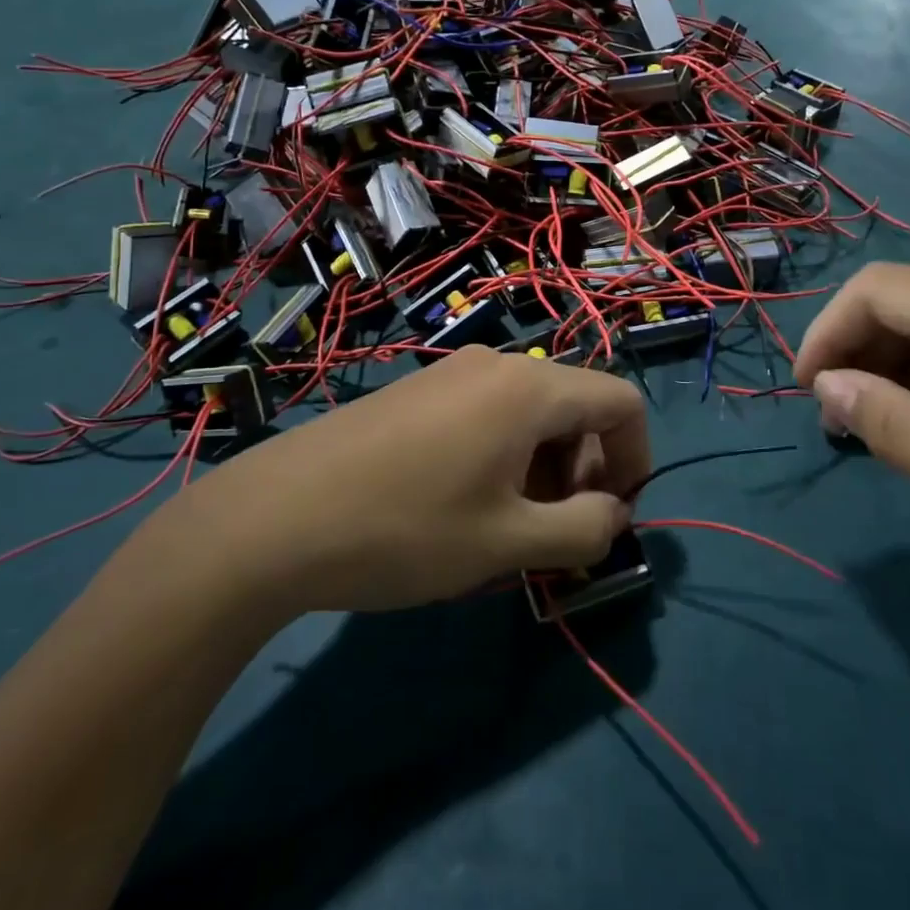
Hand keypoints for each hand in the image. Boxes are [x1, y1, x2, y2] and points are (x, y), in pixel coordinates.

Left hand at [174, 347, 647, 615]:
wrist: (273, 518)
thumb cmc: (405, 529)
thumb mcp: (507, 544)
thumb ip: (582, 530)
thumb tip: (613, 515)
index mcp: (529, 388)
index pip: (621, 401)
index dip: (636, 458)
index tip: (612, 516)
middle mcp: (496, 365)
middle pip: (575, 407)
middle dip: (584, 471)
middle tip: (554, 536)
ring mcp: (451, 374)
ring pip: (528, 415)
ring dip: (541, 470)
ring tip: (505, 532)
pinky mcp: (417, 392)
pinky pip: (486, 416)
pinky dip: (501, 458)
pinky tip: (462, 509)